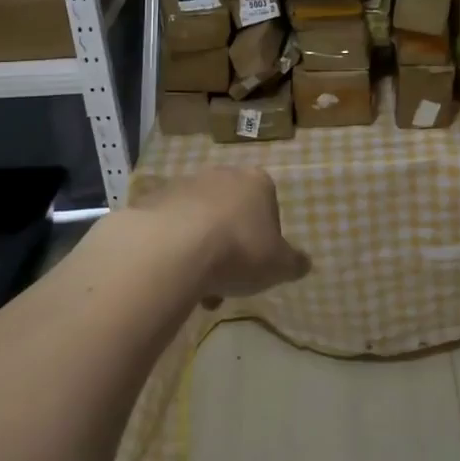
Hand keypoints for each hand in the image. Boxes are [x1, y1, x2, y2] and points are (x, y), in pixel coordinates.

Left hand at [137, 168, 309, 303]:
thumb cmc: (238, 251)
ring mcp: (186, 184)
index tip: (256, 266)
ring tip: (195, 286)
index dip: (264, 239)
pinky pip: (170, 227)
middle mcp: (223, 174)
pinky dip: (173, 248)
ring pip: (200, 220)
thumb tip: (304, 263)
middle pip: (232, 211)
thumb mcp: (278, 266)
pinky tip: (172, 274)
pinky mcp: (154, 199)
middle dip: (230, 243)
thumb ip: (294, 263)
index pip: (268, 206)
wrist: (173, 248)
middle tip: (226, 279)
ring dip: (201, 248)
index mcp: (258, 182)